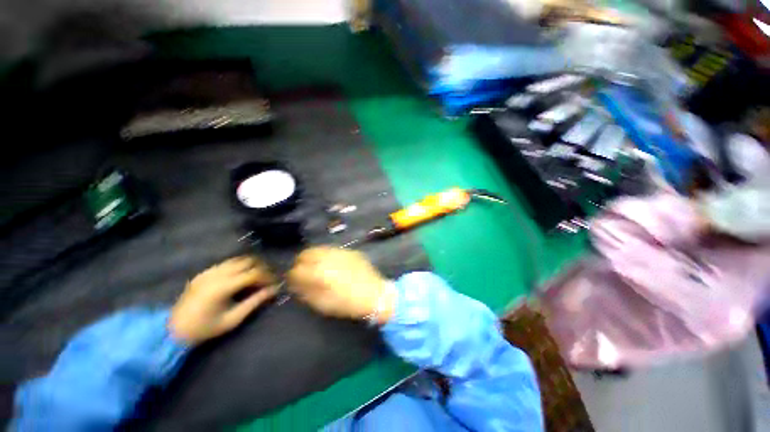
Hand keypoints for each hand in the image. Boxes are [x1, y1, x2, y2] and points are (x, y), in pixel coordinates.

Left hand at [169, 256, 277, 344]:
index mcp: (224, 286)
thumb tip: (273, 290)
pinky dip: (238, 267)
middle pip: (248, 261)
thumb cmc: (205, 328)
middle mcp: (217, 274)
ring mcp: (209, 271)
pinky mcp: (204, 273)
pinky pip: (226, 263)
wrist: (173, 330)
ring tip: (255, 278)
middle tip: (266, 279)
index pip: (254, 273)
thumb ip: (254, 302)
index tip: (274, 284)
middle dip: (261, 268)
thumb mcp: (233, 319)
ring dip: (250, 266)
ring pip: (237, 260)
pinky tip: (239, 278)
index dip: (267, 277)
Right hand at [287, 247, 394, 323]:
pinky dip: (326, 255)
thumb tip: (295, 283)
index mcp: (320, 272)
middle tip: (301, 271)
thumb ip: (306, 291)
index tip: (291, 280)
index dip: (291, 276)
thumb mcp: (323, 303)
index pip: (297, 269)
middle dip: (300, 262)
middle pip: (306, 253)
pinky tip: (331, 263)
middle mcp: (328, 257)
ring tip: (315, 266)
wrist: (375, 294)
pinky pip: (332, 249)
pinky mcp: (350, 251)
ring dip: (313, 256)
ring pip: (319, 248)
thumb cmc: (348, 303)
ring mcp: (341, 251)